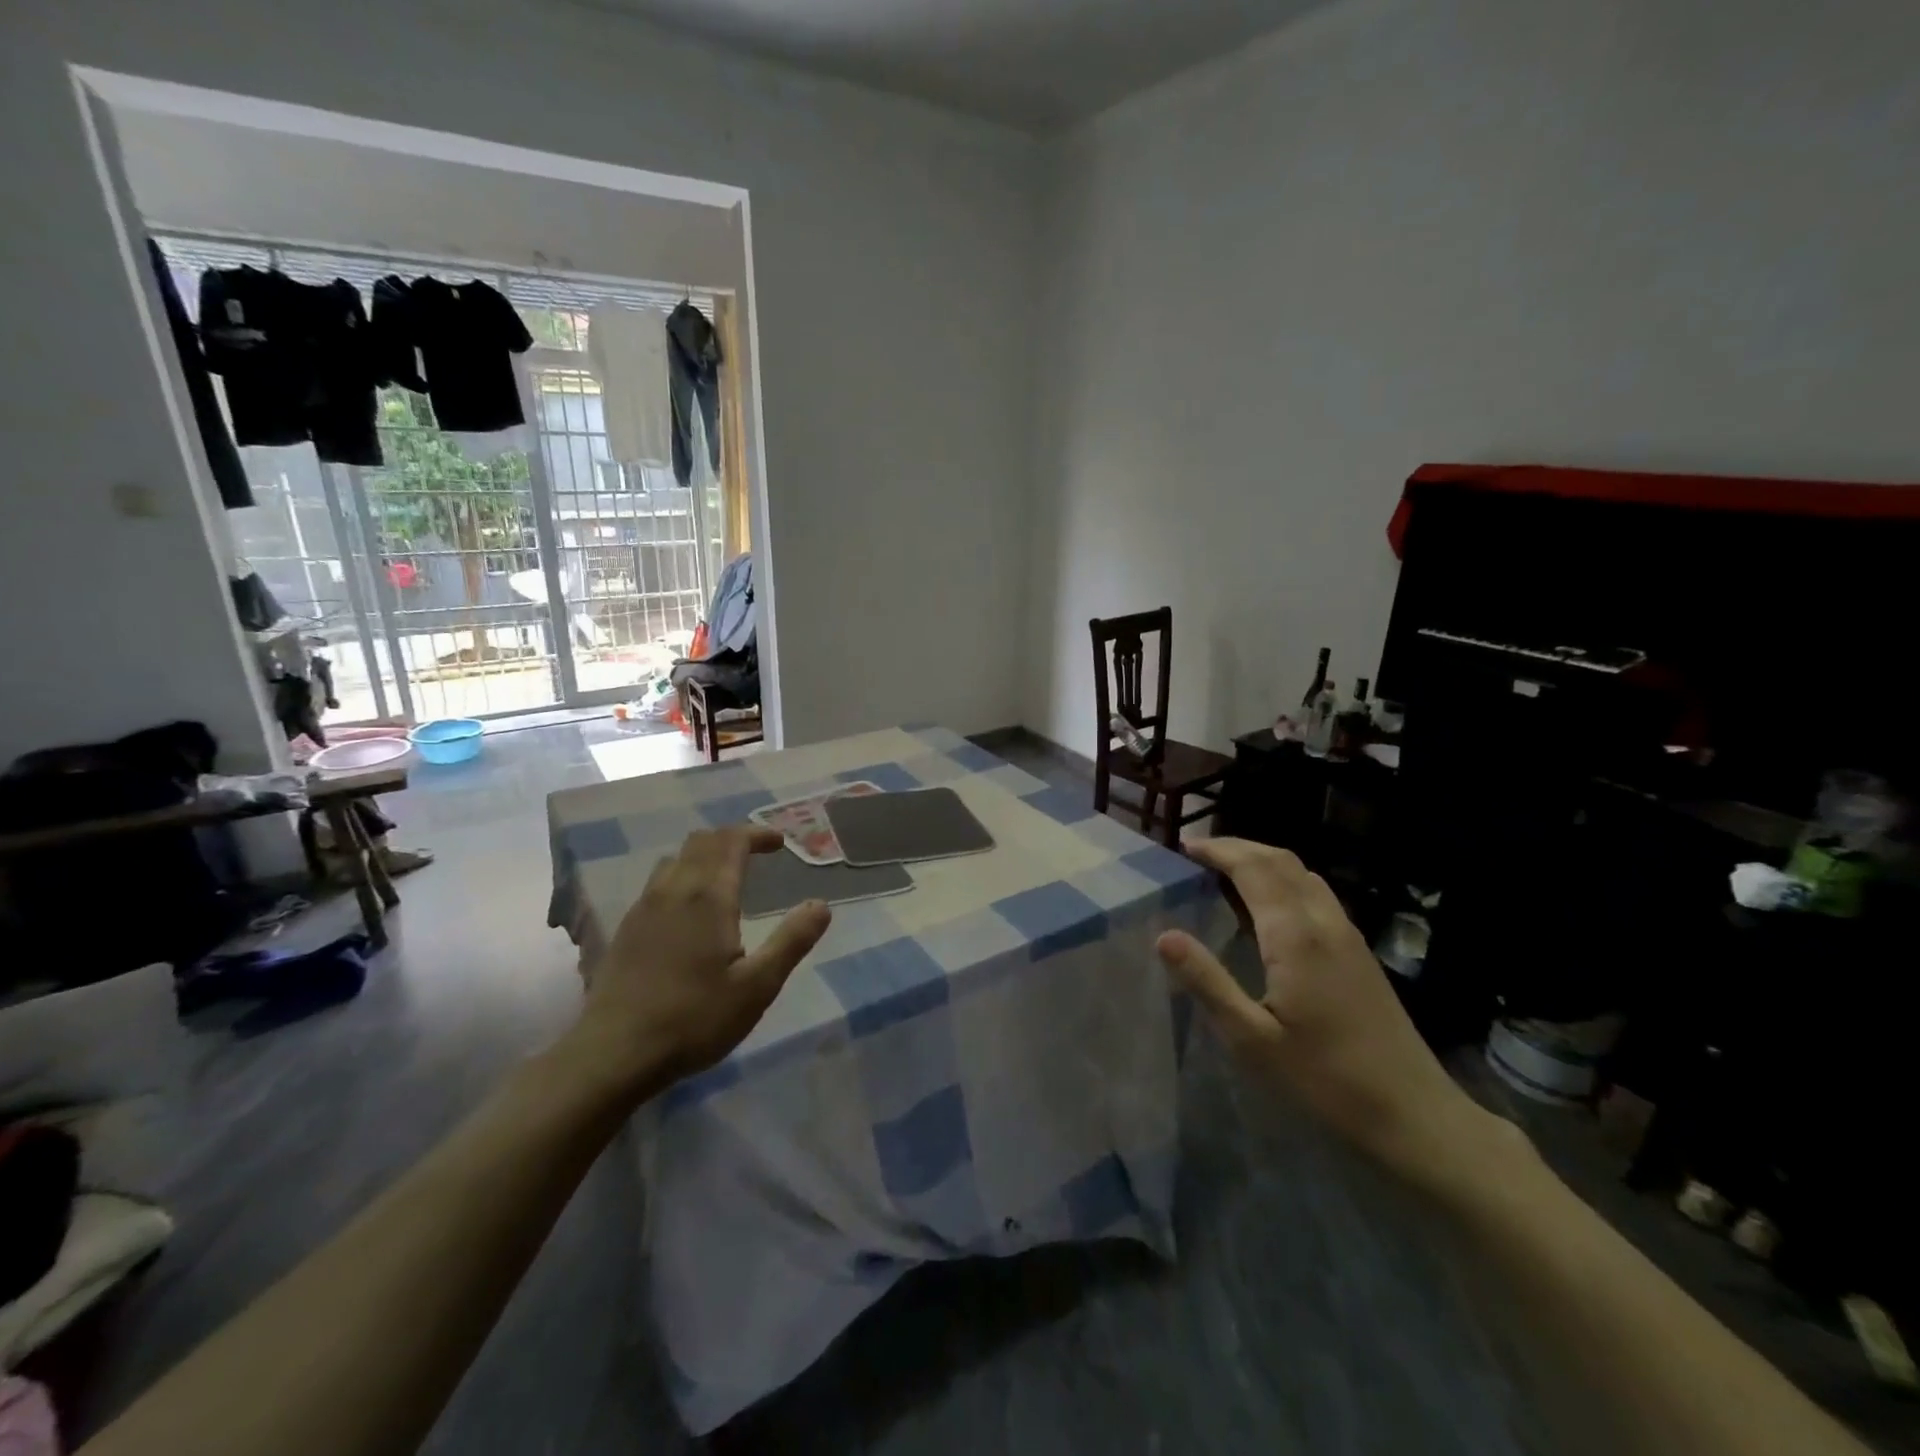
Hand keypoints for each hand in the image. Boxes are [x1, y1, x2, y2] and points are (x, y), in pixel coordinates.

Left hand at [572, 826, 831, 1100]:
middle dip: (732, 840)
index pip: (731, 841)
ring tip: (725, 878)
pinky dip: (682, 877)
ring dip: (704, 856)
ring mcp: (643, 908)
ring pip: (675, 860)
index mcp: (708, 897)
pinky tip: (689, 911)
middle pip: (701, 842)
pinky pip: (657, 883)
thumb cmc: (694, 1019)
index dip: (757, 834)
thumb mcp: (757, 986)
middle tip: (757, 854)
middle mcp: (673, 890)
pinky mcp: (626, 929)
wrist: (613, 1054)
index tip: (779, 843)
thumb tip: (821, 905)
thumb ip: (791, 941)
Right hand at [1156, 838, 1511, 1188]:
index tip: (1183, 847)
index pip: (1253, 868)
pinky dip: (1284, 881)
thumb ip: (1208, 982)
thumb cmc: (1324, 1080)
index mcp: (1295, 936)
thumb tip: (1165, 936)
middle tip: (1199, 853)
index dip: (1218, 850)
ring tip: (1227, 872)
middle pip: (1281, 860)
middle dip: (1239, 847)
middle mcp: (1324, 922)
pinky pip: (1316, 894)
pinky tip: (1269, 908)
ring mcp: (1348, 935)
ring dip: (1263, 861)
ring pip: (1303, 874)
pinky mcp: (1359, 953)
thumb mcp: (1252, 1039)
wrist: (1414, 1115)